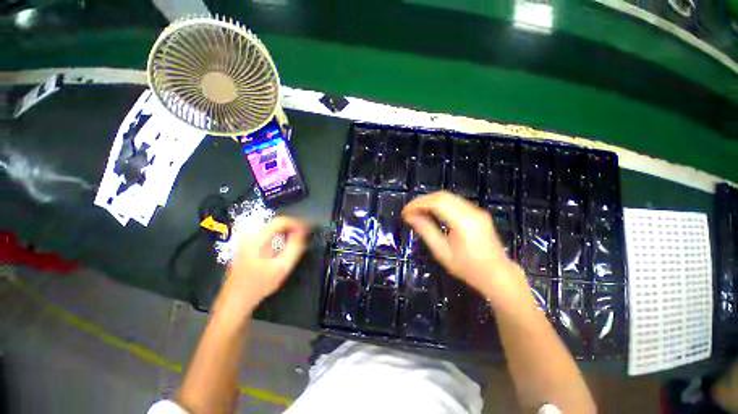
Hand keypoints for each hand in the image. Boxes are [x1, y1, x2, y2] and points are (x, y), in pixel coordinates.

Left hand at [217, 217, 309, 316]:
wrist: (236, 299)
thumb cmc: (260, 284)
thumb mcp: (282, 267)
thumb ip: (295, 248)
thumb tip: (303, 233)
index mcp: (257, 237)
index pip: (281, 221)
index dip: (297, 223)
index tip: (308, 230)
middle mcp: (250, 234)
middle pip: (276, 222)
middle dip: (292, 227)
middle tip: (304, 236)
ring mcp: (245, 239)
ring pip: (272, 227)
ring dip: (286, 231)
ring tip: (297, 240)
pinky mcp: (245, 244)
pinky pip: (266, 233)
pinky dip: (278, 236)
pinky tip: (284, 244)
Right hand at [402, 191, 528, 302]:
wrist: (497, 275)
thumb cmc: (468, 268)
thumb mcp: (442, 252)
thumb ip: (426, 231)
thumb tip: (410, 217)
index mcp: (463, 222)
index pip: (437, 203)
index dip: (418, 204)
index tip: (405, 212)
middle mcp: (472, 211)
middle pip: (442, 196)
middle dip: (422, 200)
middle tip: (409, 211)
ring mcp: (477, 210)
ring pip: (448, 197)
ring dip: (430, 201)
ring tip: (417, 211)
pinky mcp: (478, 213)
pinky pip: (455, 202)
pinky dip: (440, 204)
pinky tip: (432, 212)